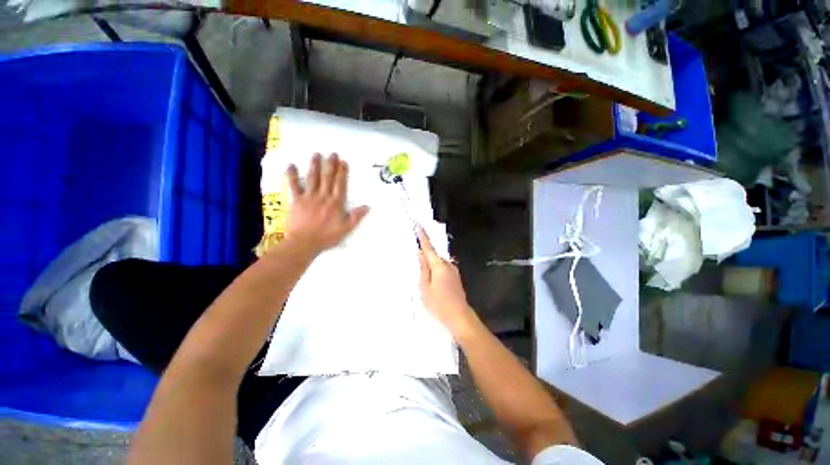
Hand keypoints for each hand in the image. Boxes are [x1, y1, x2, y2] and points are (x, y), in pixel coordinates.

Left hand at [285, 153, 368, 253]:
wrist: (304, 243)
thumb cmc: (327, 237)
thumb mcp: (346, 229)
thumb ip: (356, 217)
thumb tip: (367, 206)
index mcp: (336, 203)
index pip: (340, 184)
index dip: (342, 172)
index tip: (343, 162)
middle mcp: (323, 196)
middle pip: (328, 178)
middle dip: (330, 165)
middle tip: (332, 153)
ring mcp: (309, 197)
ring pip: (312, 178)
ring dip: (315, 166)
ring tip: (316, 155)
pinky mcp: (296, 200)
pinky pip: (293, 185)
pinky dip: (292, 175)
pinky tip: (291, 165)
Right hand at [417, 227, 476, 338]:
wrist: (459, 318)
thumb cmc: (439, 305)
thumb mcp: (424, 288)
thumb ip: (423, 269)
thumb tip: (420, 253)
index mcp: (439, 265)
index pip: (428, 247)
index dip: (422, 236)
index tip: (418, 224)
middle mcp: (448, 264)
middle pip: (433, 254)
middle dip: (424, 251)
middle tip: (414, 249)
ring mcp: (453, 270)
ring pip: (437, 262)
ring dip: (429, 261)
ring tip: (420, 267)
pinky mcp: (455, 277)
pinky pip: (442, 267)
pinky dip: (435, 268)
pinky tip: (430, 276)